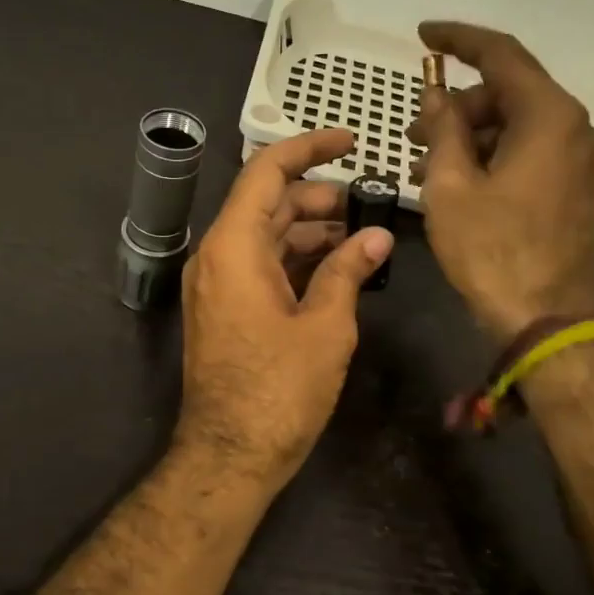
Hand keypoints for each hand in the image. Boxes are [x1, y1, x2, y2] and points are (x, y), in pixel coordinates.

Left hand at [175, 129, 394, 489]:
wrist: (230, 455)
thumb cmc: (279, 391)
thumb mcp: (325, 328)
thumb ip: (348, 272)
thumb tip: (376, 238)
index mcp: (233, 247)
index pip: (267, 172)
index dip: (309, 148)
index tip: (350, 140)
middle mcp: (217, 256)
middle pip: (267, 204)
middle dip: (318, 197)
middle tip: (368, 204)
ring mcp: (217, 285)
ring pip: (266, 236)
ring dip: (311, 231)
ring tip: (361, 238)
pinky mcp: (225, 310)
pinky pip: (261, 266)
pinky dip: (297, 260)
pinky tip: (337, 268)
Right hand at [407, 22, 593, 342]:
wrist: (548, 319)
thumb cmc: (493, 251)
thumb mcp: (451, 187)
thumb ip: (443, 131)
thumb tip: (437, 98)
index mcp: (548, 116)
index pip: (501, 54)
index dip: (458, 40)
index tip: (422, 35)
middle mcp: (574, 128)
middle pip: (509, 93)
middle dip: (458, 105)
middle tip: (413, 133)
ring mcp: (579, 160)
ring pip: (517, 125)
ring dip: (470, 136)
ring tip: (425, 166)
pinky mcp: (575, 188)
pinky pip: (528, 152)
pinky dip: (491, 156)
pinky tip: (456, 182)